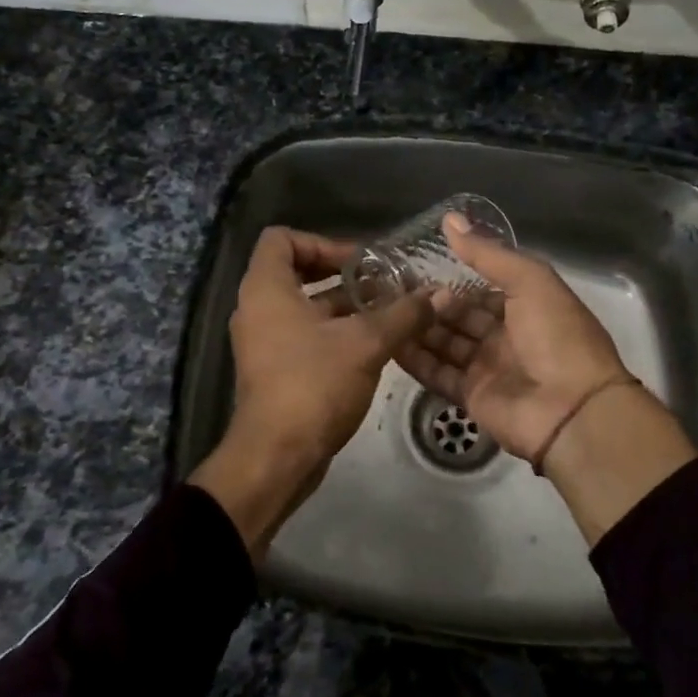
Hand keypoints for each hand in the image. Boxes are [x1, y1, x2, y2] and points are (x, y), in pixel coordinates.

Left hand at [189, 226, 432, 557]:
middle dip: (342, 276)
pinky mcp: (274, 369)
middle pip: (297, 271)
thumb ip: (403, 314)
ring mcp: (264, 341)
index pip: (281, 238)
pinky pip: (303, 334)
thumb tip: (440, 293)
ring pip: (304, 306)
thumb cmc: (314, 385)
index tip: (359, 262)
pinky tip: (374, 345)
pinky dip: (334, 332)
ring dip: (344, 306)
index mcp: (266, 289)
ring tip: (388, 313)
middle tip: (381, 284)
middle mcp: (258, 308)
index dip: (322, 242)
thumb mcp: (366, 343)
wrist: (276, 457)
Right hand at [396, 214, 629, 463]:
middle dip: (431, 304)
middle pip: (460, 317)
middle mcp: (506, 336)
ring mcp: (487, 368)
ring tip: (383, 311)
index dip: (452, 281)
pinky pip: (438, 374)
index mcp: (526, 307)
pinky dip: (415, 360)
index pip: (481, 290)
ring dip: (419, 329)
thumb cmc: (557, 336)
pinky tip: (388, 342)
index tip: (415, 269)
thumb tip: (450, 218)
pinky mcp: (471, 396)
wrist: (573, 410)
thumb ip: (488, 253)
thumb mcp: (529, 281)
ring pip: (445, 344)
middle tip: (391, 290)